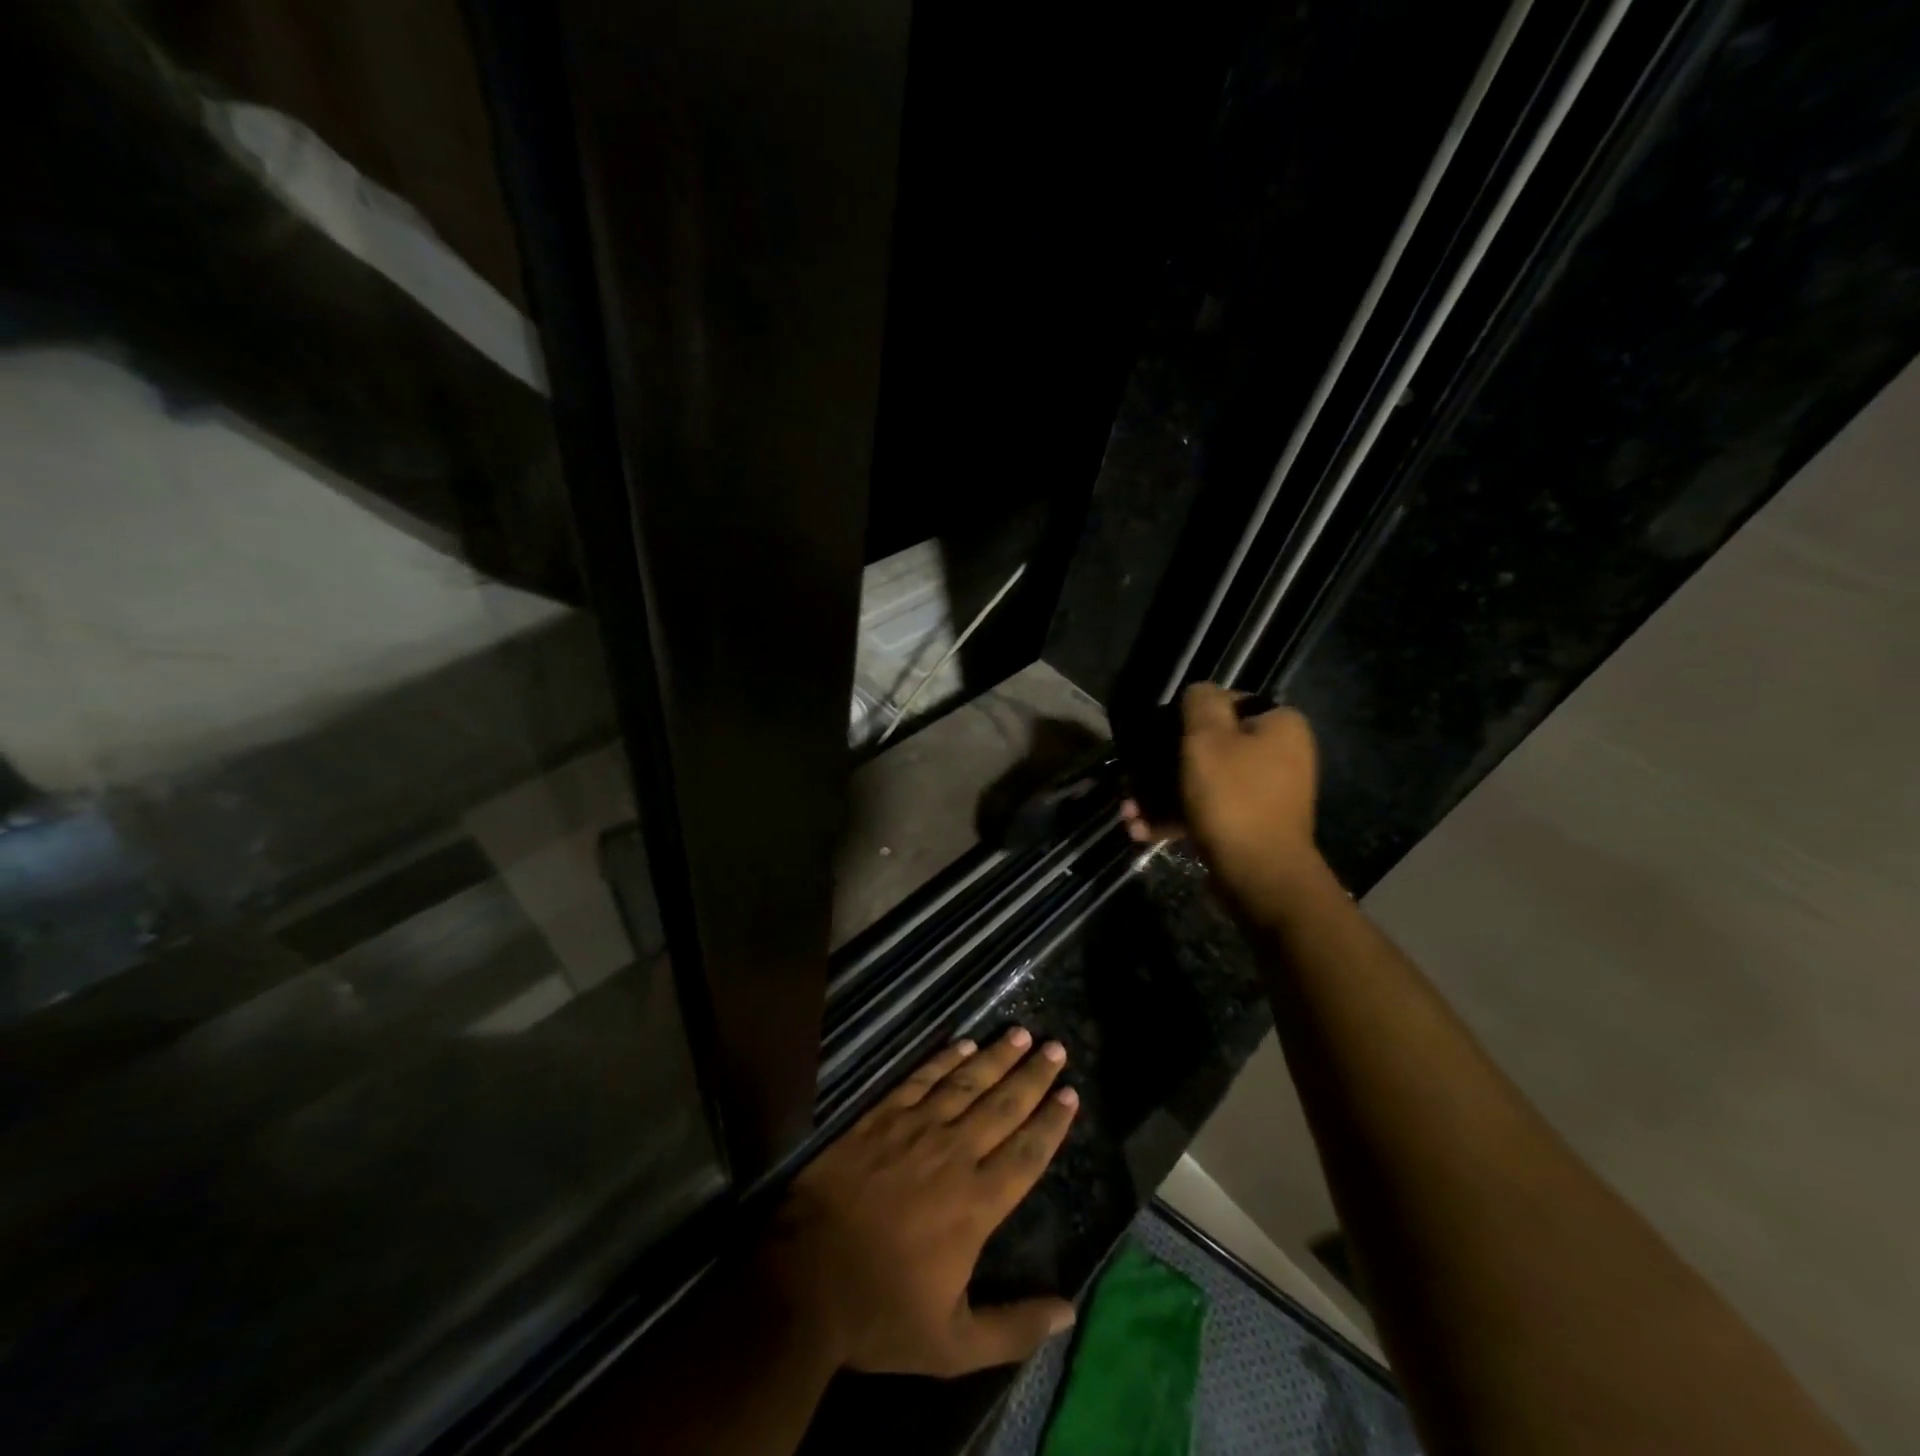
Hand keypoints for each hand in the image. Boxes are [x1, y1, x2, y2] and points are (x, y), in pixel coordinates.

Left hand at [762, 1029, 1080, 1376]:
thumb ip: (1012, 1328)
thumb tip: (1068, 1311)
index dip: (1052, 1122)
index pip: (1027, 1153)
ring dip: (996, 1057)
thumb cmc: (880, 1312)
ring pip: (967, 1083)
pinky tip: (963, 1044)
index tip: (1071, 1093)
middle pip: (1003, 1105)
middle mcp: (954, 1154)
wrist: (803, 1278)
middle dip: (1033, 1076)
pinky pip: (921, 1079)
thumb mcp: (952, 1345)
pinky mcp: (881, 1116)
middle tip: (1055, 1048)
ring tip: (1020, 1034)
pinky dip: (944, 1059)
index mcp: (977, 1203)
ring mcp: (915, 1129)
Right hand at [1122, 682, 1323, 908]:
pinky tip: (1141, 831)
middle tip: (1131, 781)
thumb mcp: (1207, 739)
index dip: (1184, 717)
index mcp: (1279, 725)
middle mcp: (1279, 754)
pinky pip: (1208, 810)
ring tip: (1129, 812)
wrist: (1261, 876)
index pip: (1225, 703)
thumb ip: (1200, 703)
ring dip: (1161, 795)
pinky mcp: (1250, 825)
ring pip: (1203, 782)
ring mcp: (1266, 793)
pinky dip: (1176, 817)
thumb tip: (1198, 693)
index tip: (1154, 737)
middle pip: (1209, 746)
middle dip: (1162, 766)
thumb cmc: (1233, 798)